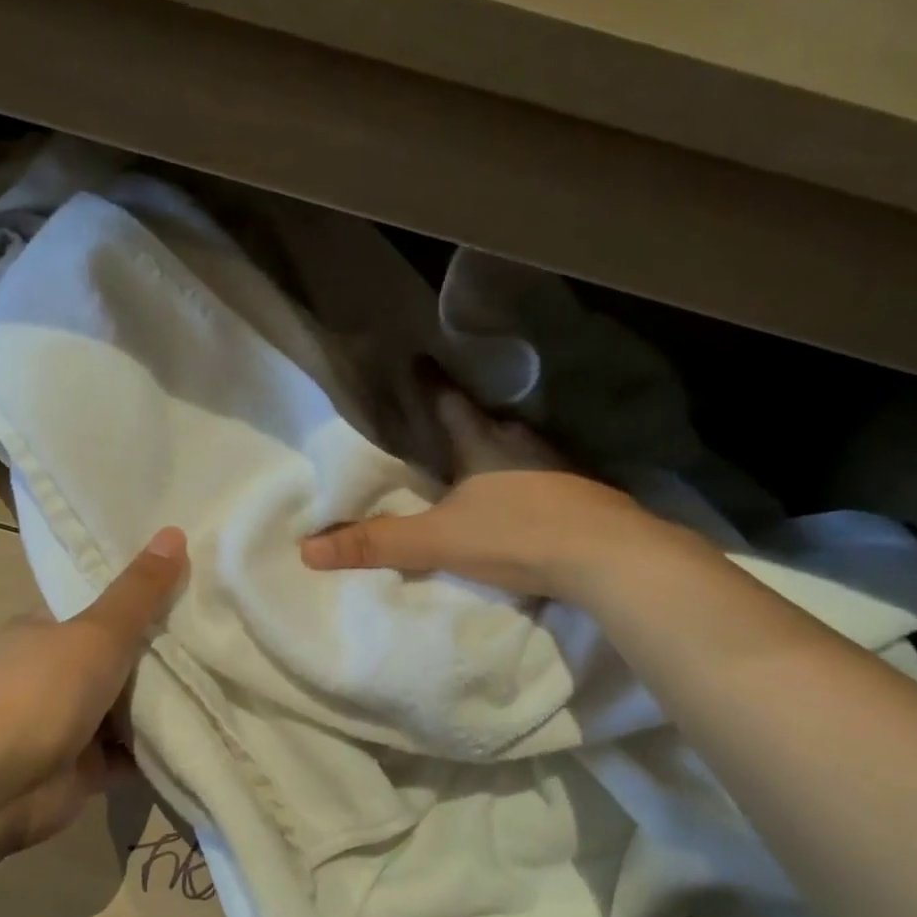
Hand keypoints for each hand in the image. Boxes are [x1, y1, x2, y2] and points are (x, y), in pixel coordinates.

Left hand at [0, 527, 187, 852]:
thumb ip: (139, 591)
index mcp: (42, 632)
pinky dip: (156, 748)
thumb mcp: (99, 630)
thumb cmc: (45, 690)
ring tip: (218, 685)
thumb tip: (174, 532)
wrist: (0, 782)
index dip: (137, 602)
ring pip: (123, 709)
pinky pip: (128, 753)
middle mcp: (50, 676)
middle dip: (156, 658)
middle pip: (114, 660)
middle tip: (214, 643)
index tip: (185, 596)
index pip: (94, 610)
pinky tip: (200, 733)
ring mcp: (64, 724)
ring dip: (159, 705)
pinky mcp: (81, 769)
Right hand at [300, 390, 640, 599]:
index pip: (448, 401)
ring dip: (500, 447)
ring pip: (521, 445)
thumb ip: (378, 544)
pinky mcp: (585, 492)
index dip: (429, 382)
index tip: (416, 359)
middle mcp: (523, 442)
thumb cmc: (517, 535)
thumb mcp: (438, 541)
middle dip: (466, 417)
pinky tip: (527, 493)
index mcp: (483, 441)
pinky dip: (529, 477)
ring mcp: (559, 465)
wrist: (607, 556)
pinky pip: (546, 472)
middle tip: (446, 418)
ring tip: (483, 455)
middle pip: (487, 419)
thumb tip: (308, 549)